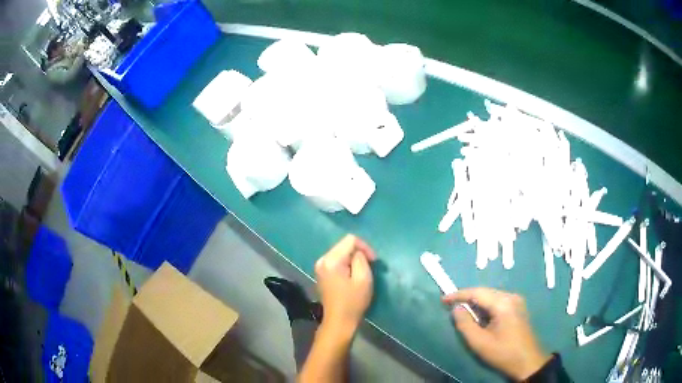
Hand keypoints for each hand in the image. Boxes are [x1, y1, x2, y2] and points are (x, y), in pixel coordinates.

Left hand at [315, 234, 376, 334]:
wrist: (339, 322)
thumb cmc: (353, 302)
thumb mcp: (363, 279)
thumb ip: (361, 259)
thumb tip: (358, 253)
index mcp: (331, 260)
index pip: (350, 240)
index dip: (365, 247)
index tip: (374, 261)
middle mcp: (322, 260)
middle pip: (344, 245)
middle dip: (359, 252)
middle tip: (370, 265)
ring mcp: (320, 267)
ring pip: (340, 253)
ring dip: (353, 259)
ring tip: (363, 271)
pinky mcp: (322, 274)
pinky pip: (336, 261)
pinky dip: (346, 264)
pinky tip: (353, 275)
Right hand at [442, 288, 550, 380]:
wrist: (527, 361)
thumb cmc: (502, 353)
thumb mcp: (479, 342)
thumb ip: (465, 324)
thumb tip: (456, 309)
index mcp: (503, 303)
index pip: (477, 292)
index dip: (458, 295)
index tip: (443, 299)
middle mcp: (511, 296)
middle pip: (485, 292)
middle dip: (467, 299)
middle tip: (451, 307)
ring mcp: (517, 301)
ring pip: (491, 297)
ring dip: (477, 304)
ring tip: (463, 313)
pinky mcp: (518, 308)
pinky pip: (498, 302)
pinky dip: (486, 308)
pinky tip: (480, 318)